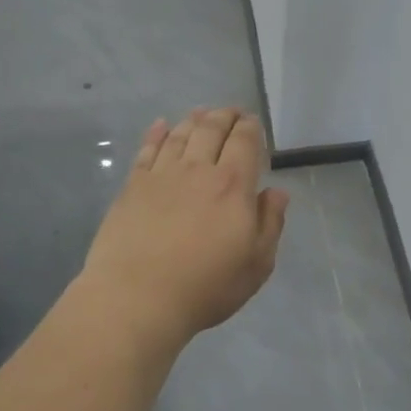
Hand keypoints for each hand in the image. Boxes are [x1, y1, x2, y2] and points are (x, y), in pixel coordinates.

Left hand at [81, 108, 289, 341]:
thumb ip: (270, 223)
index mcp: (233, 185)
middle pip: (211, 130)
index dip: (250, 127)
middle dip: (224, 116)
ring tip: (201, 113)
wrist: (137, 299)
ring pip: (180, 135)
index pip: (244, 141)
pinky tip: (161, 125)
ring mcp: (161, 176)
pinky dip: (156, 133)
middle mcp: (198, 170)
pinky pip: (147, 150)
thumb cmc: (205, 287)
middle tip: (230, 112)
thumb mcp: (256, 264)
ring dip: (193, 120)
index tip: (252, 122)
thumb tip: (277, 192)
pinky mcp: (132, 187)